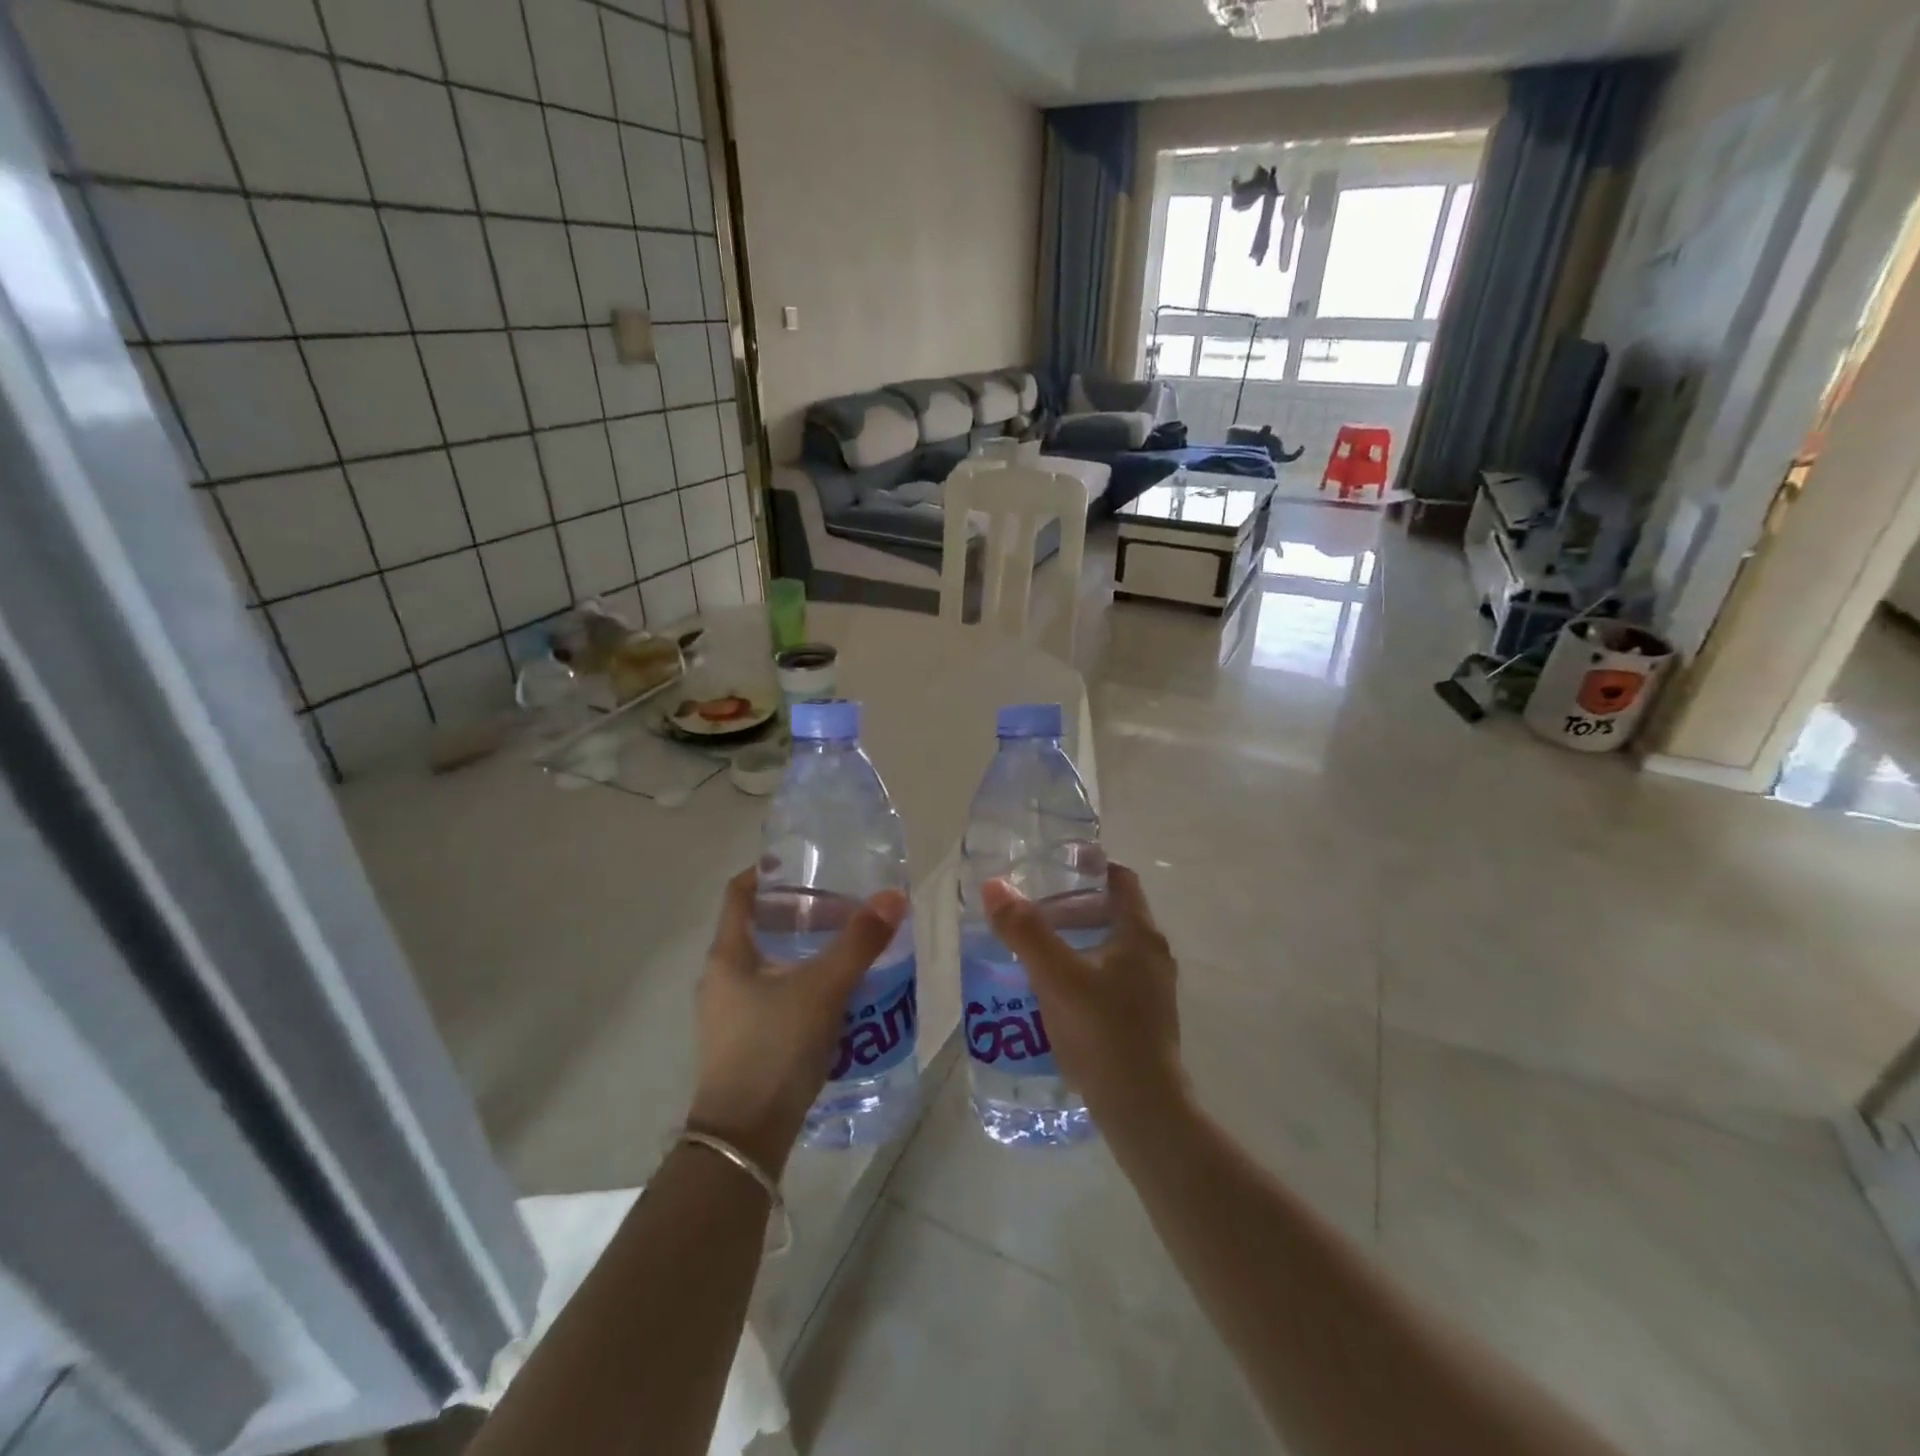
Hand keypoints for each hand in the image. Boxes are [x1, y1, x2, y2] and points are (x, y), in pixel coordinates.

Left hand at [687, 869, 906, 1176]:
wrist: (744, 1139)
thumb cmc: (775, 1048)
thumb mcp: (823, 988)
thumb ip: (859, 942)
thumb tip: (894, 896)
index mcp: (728, 954)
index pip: (740, 892)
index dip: (769, 872)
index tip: (807, 864)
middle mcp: (722, 978)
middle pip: (760, 926)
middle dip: (802, 913)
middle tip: (845, 908)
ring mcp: (730, 1013)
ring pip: (771, 963)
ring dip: (806, 950)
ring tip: (849, 948)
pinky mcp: (746, 1042)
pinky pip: (776, 995)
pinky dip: (804, 983)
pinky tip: (838, 996)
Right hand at [981, 864, 1185, 1127]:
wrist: (1144, 1111)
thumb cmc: (1102, 1032)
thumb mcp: (1056, 976)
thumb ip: (1025, 930)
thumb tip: (995, 886)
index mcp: (1140, 935)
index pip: (1120, 880)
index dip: (1089, 867)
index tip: (1054, 867)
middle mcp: (1153, 956)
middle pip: (1113, 913)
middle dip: (1072, 907)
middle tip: (1032, 912)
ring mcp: (1152, 991)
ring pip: (1111, 948)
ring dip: (1076, 942)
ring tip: (1035, 951)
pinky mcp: (1144, 1020)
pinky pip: (1111, 979)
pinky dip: (1084, 972)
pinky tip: (1053, 993)